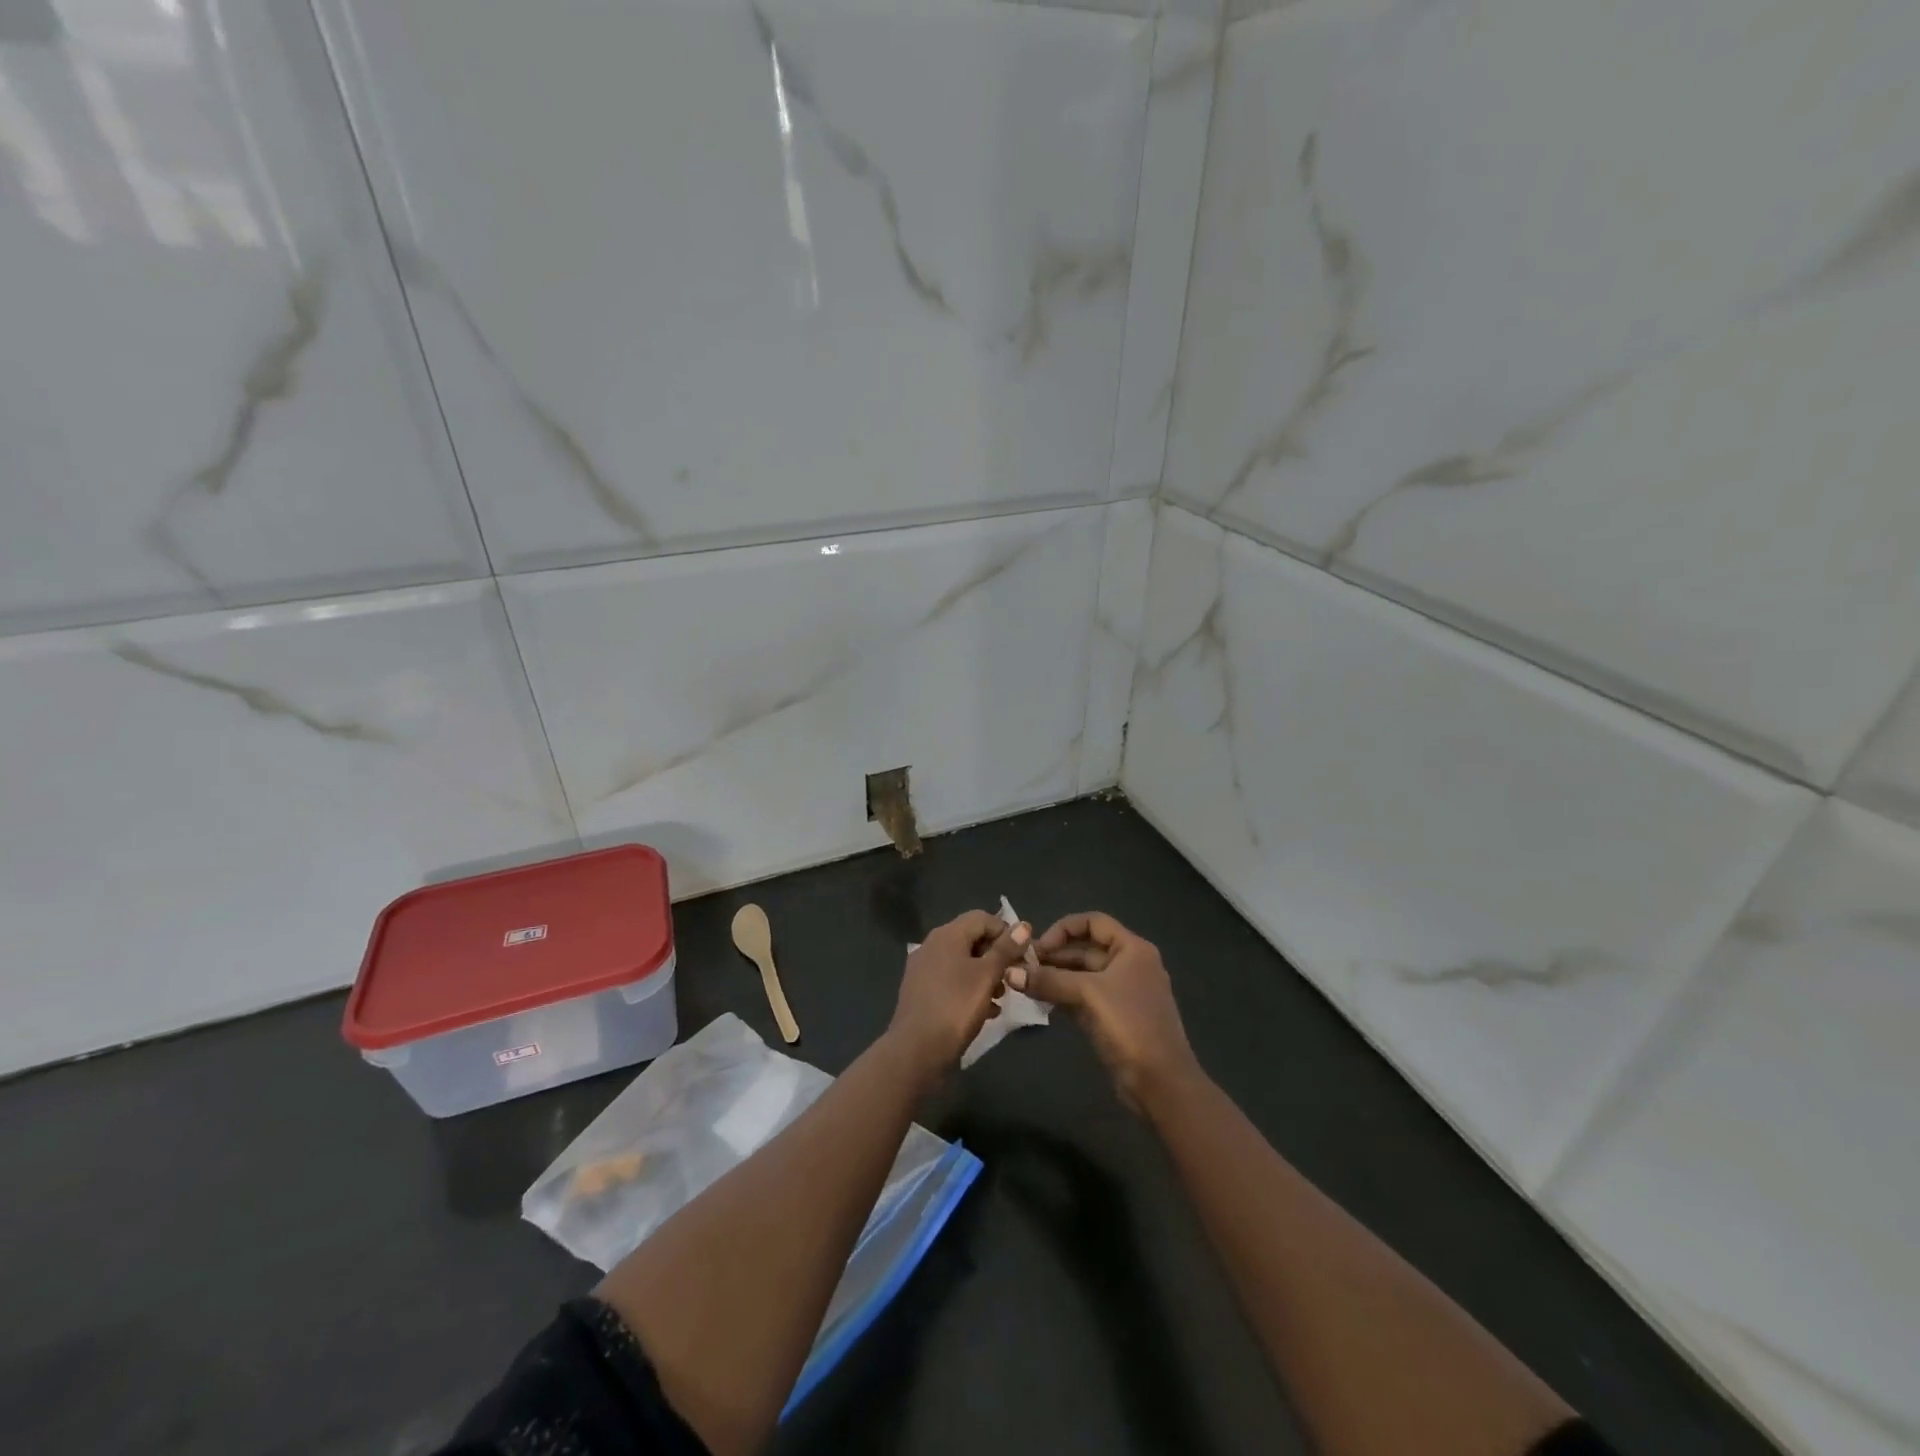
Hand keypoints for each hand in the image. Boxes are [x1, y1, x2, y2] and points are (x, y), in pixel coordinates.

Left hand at [887, 910, 1030, 1082]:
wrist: (916, 1051)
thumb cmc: (956, 1007)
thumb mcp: (987, 976)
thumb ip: (1006, 949)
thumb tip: (1023, 925)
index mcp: (946, 935)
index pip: (983, 918)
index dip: (1006, 932)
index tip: (1023, 956)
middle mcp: (932, 945)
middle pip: (972, 939)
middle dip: (997, 956)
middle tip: (1014, 977)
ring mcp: (923, 969)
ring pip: (963, 962)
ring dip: (985, 974)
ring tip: (1001, 997)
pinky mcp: (921, 991)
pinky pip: (951, 981)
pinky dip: (970, 988)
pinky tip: (985, 1011)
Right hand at [1014, 912, 1198, 1111]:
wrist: (1161, 1082)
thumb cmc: (1130, 1025)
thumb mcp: (1088, 994)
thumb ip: (1048, 980)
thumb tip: (1009, 972)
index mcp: (1132, 949)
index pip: (1093, 922)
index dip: (1063, 929)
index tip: (1038, 947)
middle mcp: (1128, 964)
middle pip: (1085, 949)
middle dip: (1054, 956)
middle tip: (1021, 968)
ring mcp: (1121, 992)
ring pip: (1082, 975)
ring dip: (1054, 977)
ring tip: (1023, 984)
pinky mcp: (1113, 1017)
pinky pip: (1083, 997)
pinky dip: (1062, 996)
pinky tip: (1039, 1002)